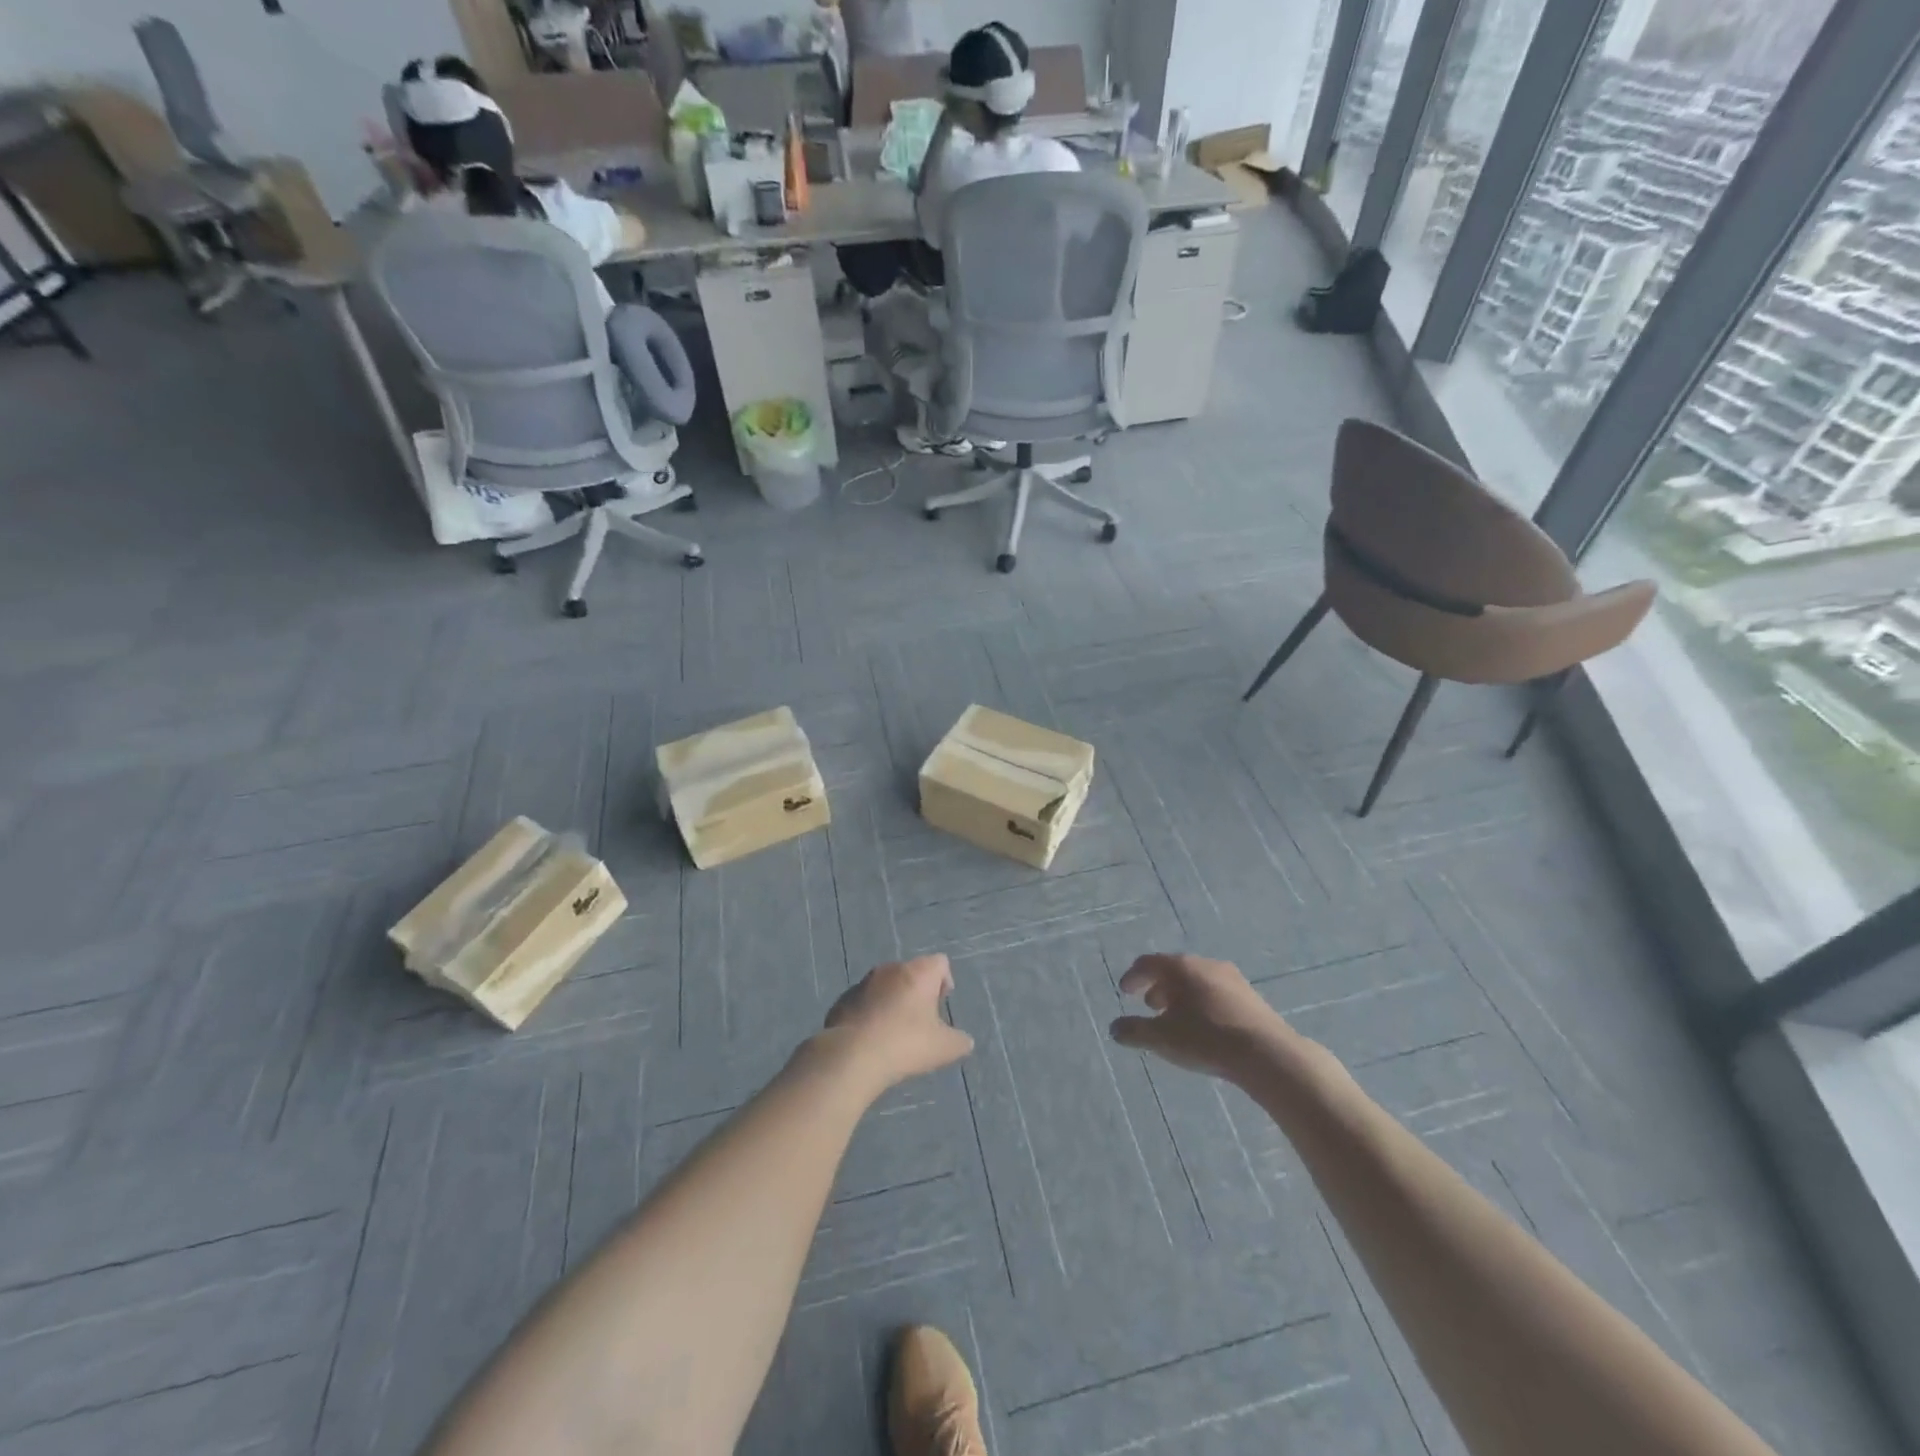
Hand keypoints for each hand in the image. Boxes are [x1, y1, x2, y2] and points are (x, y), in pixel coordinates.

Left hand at [819, 954, 974, 1090]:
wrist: (851, 1057)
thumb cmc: (905, 1044)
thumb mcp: (944, 1048)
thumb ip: (960, 1041)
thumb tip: (965, 1041)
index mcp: (918, 973)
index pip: (940, 962)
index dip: (944, 981)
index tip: (941, 1004)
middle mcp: (890, 969)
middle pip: (912, 972)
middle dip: (918, 992)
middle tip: (921, 1021)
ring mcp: (863, 982)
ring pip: (886, 985)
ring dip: (893, 1001)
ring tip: (894, 1032)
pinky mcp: (843, 999)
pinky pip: (865, 1001)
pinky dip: (872, 1013)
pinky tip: (872, 1039)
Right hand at [1110, 953, 1294, 1079]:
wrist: (1266, 1053)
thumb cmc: (1206, 1038)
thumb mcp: (1162, 1038)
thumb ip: (1134, 1032)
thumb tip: (1114, 1029)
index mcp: (1180, 967)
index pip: (1148, 963)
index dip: (1133, 976)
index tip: (1124, 991)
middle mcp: (1205, 964)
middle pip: (1174, 969)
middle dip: (1158, 986)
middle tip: (1149, 1005)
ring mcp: (1231, 978)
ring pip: (1196, 980)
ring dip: (1181, 995)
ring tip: (1176, 1017)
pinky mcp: (1250, 996)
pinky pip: (1216, 992)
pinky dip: (1201, 1002)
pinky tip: (1203, 1024)